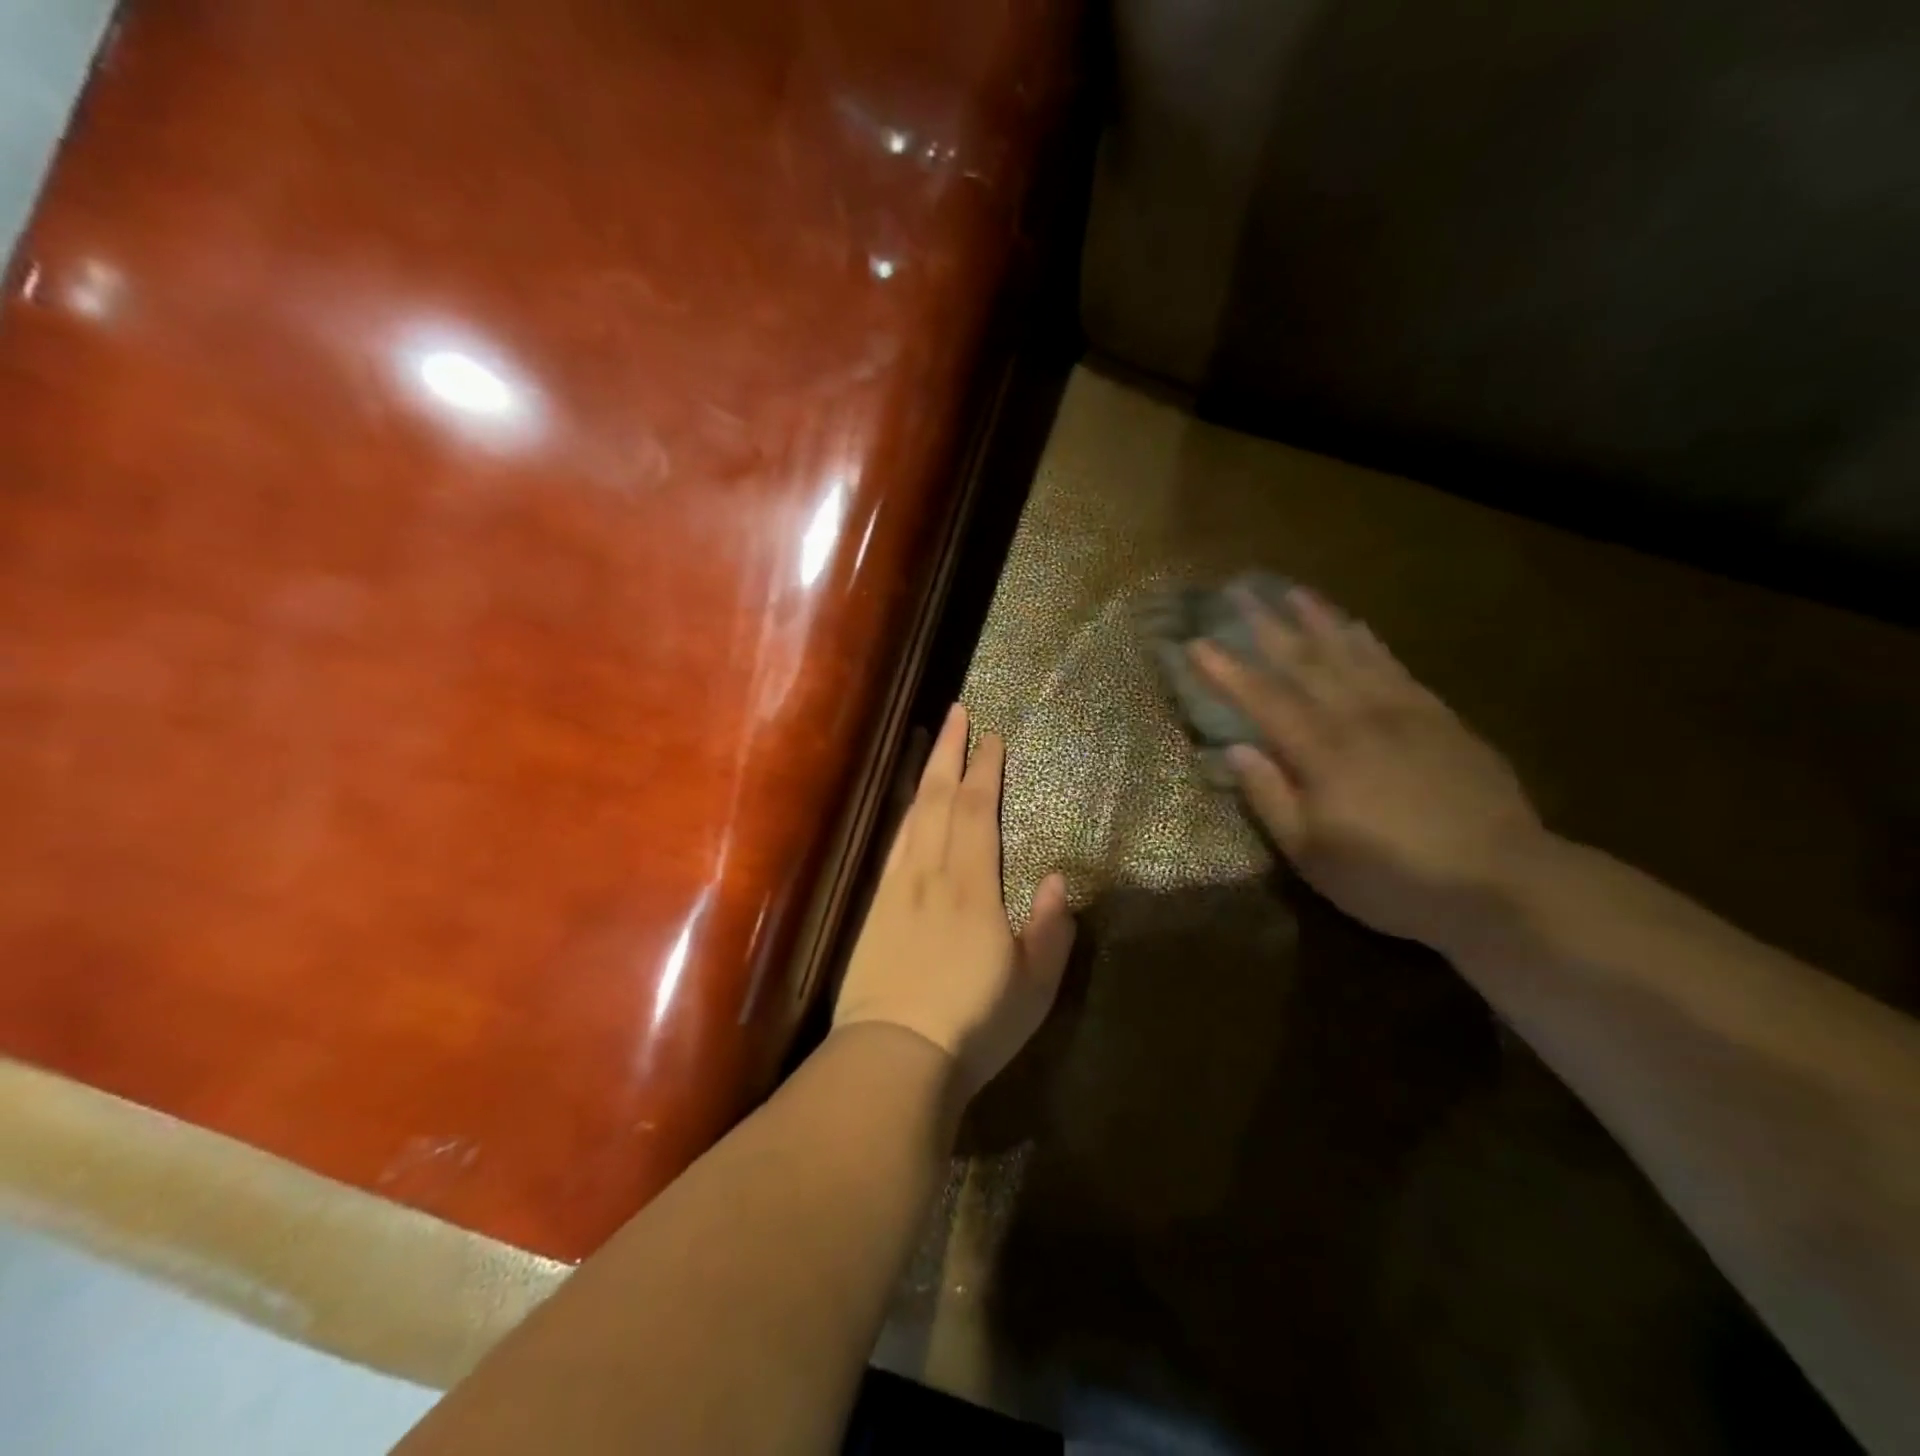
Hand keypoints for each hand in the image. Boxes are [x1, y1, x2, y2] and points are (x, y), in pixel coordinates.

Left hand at [833, 703, 1076, 1099]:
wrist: (892, 1057)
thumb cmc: (973, 1025)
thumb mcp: (1033, 986)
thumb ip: (1049, 929)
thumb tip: (1056, 880)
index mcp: (973, 886)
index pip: (979, 811)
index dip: (986, 769)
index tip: (992, 735)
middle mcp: (931, 874)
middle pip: (939, 799)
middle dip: (950, 752)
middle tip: (957, 711)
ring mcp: (896, 889)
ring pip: (911, 816)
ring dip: (925, 774)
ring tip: (933, 743)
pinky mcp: (874, 909)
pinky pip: (892, 845)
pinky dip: (902, 814)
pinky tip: (906, 808)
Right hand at [1191, 587, 1546, 950]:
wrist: (1503, 880)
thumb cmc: (1391, 877)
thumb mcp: (1312, 854)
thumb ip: (1270, 797)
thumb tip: (1235, 749)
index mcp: (1321, 752)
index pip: (1262, 699)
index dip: (1226, 670)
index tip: (1195, 642)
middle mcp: (1358, 718)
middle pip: (1304, 662)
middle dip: (1267, 625)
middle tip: (1240, 592)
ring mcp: (1403, 712)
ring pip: (1350, 653)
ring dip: (1317, 620)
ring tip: (1293, 592)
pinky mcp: (1440, 718)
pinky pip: (1395, 666)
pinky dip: (1369, 642)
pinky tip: (1356, 627)